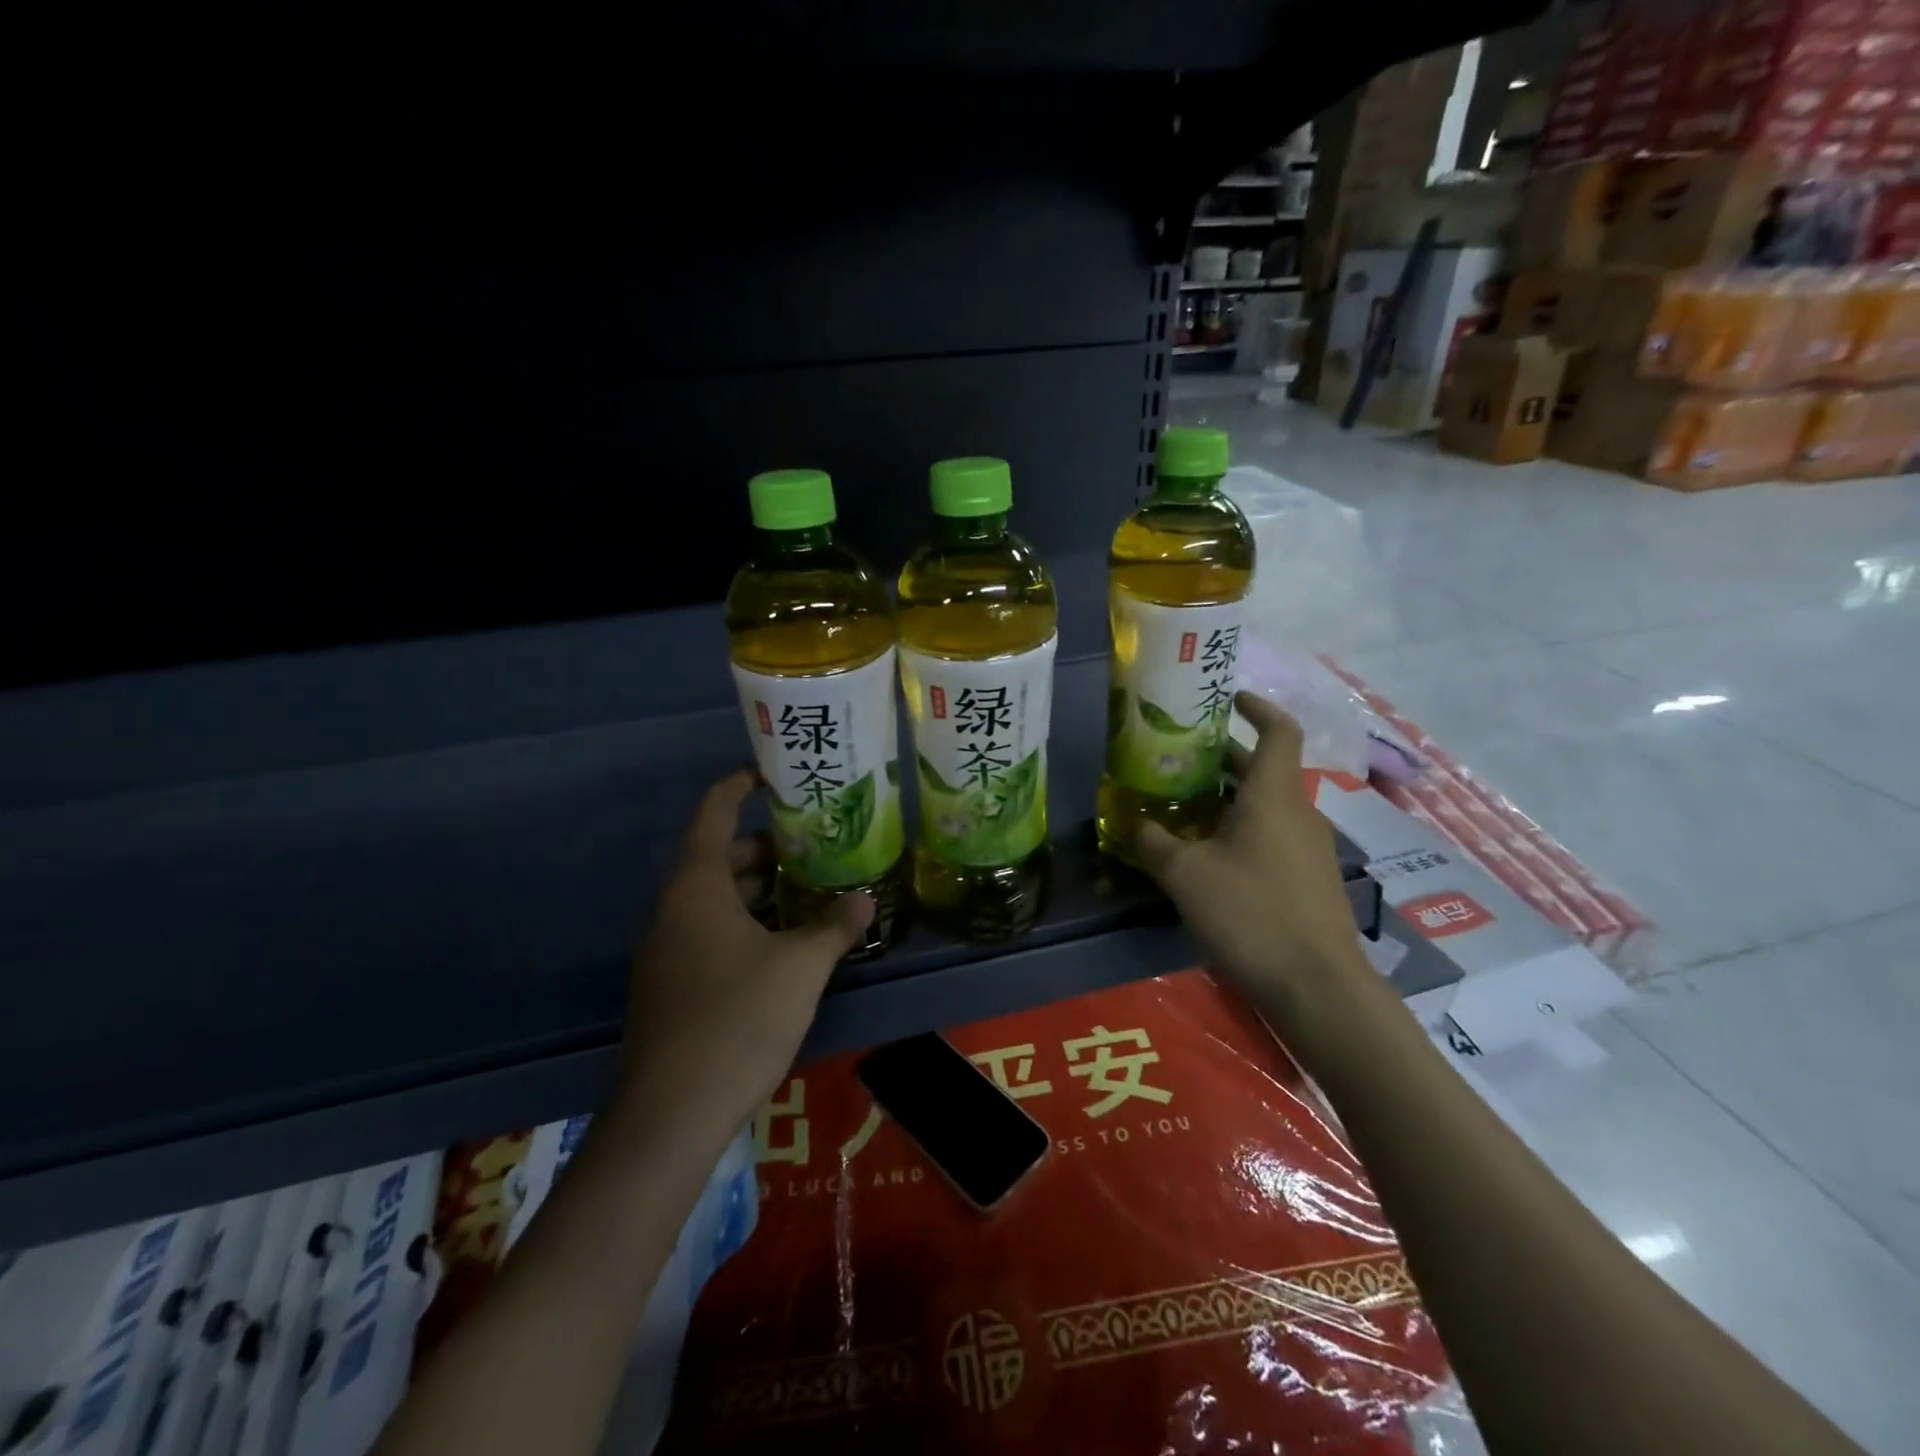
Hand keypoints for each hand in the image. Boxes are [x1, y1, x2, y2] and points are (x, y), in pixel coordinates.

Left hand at [617, 770, 872, 1129]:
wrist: (671, 1115)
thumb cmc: (737, 1019)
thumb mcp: (800, 967)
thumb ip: (834, 927)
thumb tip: (867, 900)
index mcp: (696, 888)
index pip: (712, 815)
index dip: (737, 786)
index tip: (770, 773)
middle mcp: (673, 910)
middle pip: (717, 858)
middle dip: (763, 847)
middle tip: (812, 843)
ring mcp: (667, 951)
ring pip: (715, 901)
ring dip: (758, 891)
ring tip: (809, 889)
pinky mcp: (672, 987)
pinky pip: (710, 934)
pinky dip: (746, 924)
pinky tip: (786, 944)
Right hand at [1135, 692, 1390, 1066]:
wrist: (1318, 987)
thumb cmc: (1251, 913)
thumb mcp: (1185, 875)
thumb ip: (1153, 841)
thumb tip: (1130, 821)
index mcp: (1274, 795)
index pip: (1279, 730)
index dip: (1257, 707)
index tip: (1228, 699)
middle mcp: (1298, 813)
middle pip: (1265, 769)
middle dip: (1224, 759)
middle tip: (1178, 760)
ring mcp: (1310, 849)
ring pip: (1267, 806)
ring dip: (1229, 799)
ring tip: (1184, 808)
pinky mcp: (1311, 881)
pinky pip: (1274, 837)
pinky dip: (1242, 831)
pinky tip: (1210, 858)